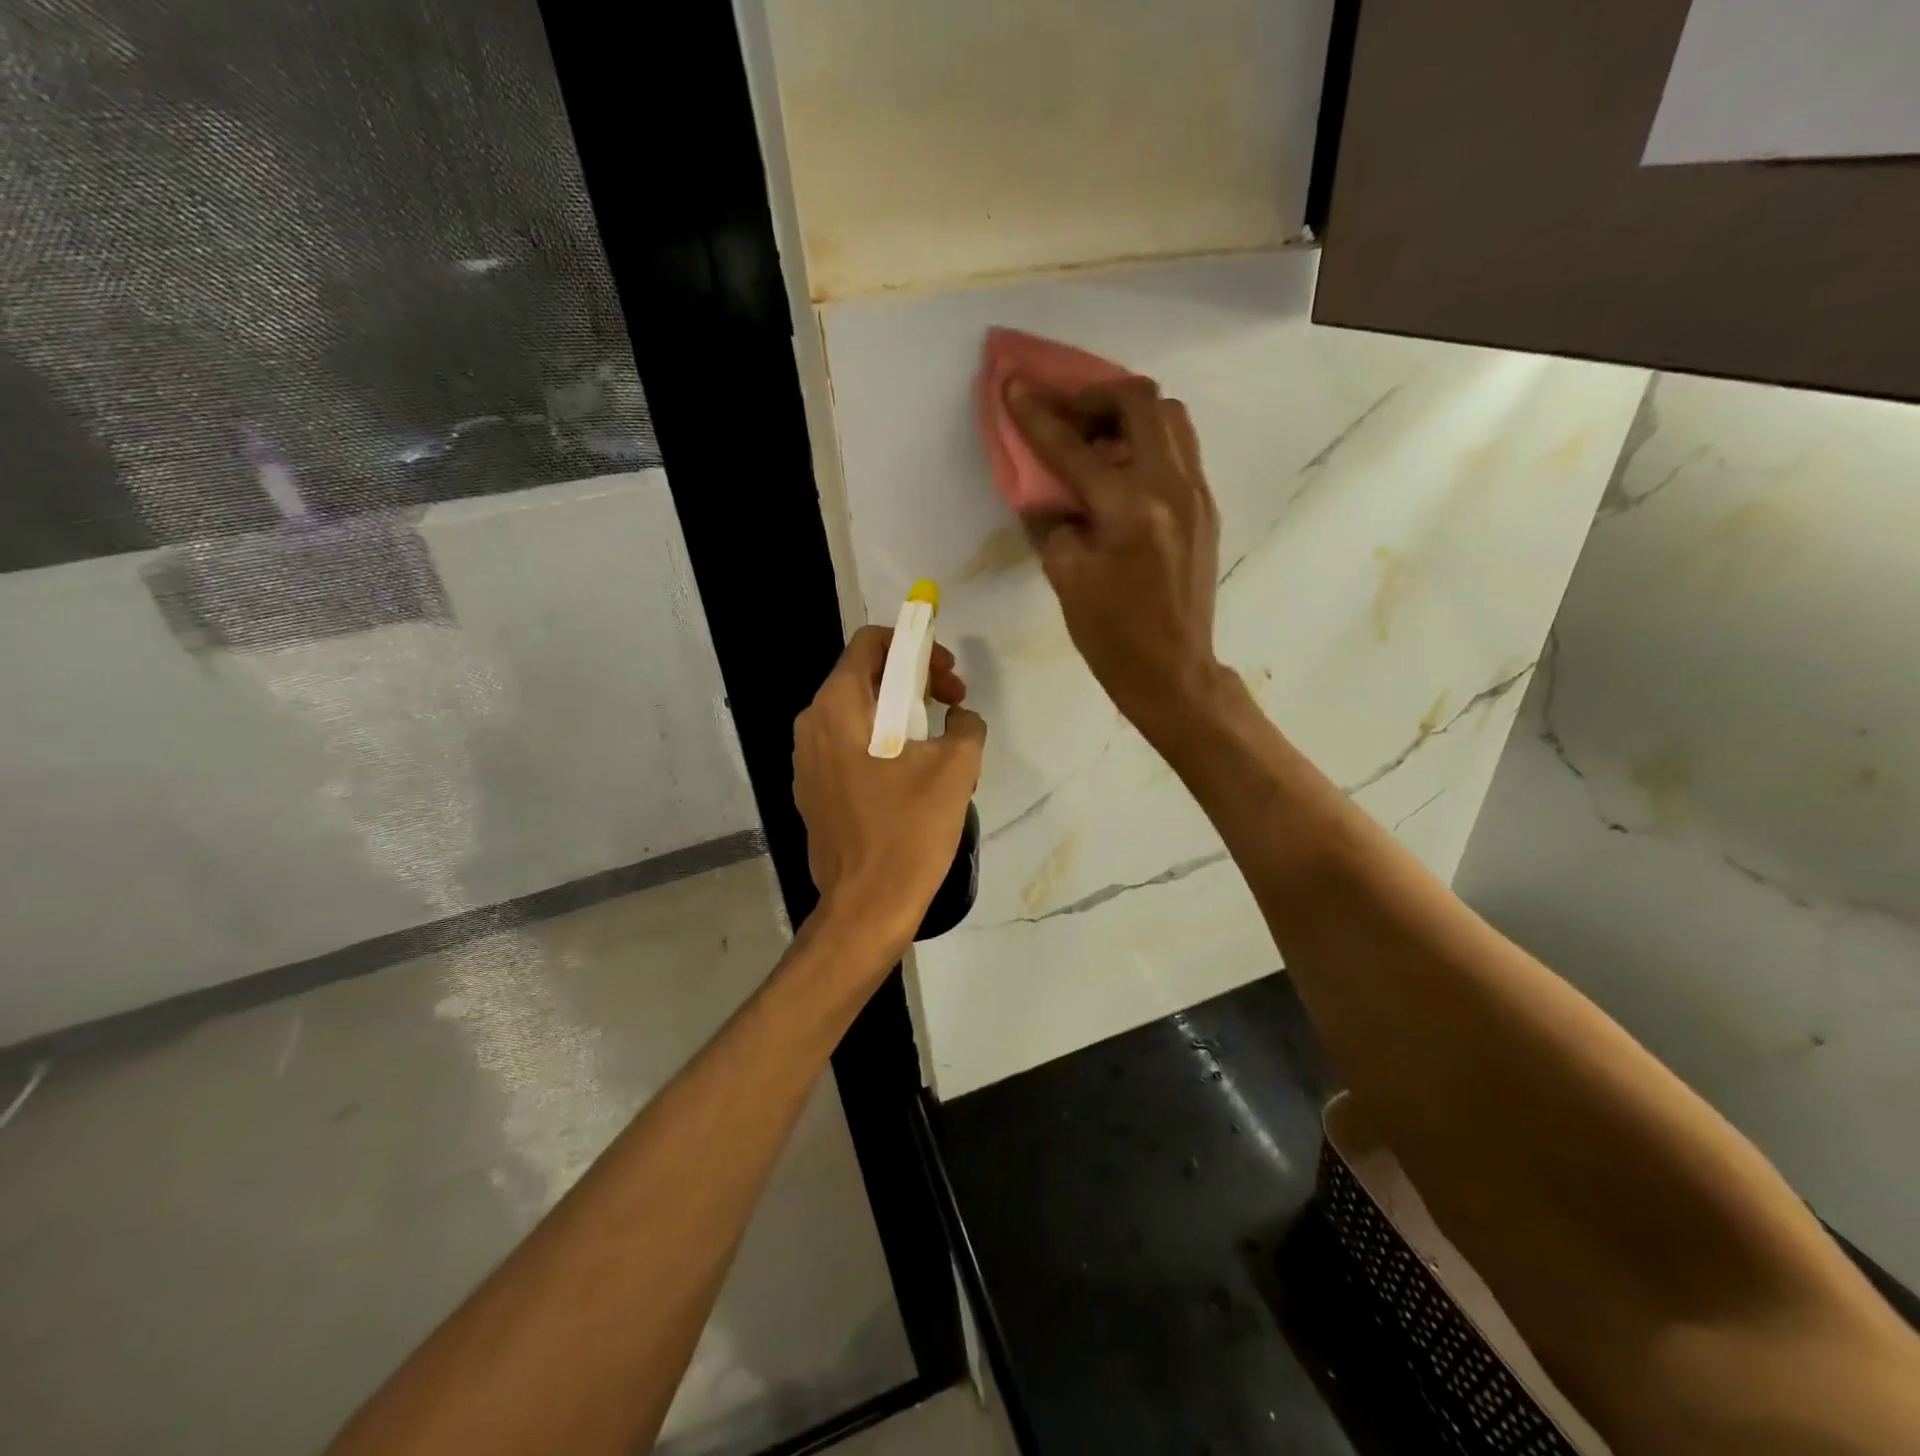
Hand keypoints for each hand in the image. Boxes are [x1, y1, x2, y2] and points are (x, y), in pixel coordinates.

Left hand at [793, 627, 986, 959]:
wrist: (866, 907)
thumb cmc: (908, 831)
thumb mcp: (956, 768)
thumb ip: (965, 725)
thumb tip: (960, 718)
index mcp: (838, 706)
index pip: (871, 643)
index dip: (914, 645)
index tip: (945, 675)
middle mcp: (812, 724)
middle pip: (865, 676)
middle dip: (913, 681)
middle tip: (951, 705)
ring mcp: (806, 761)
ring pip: (858, 714)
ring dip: (900, 714)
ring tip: (938, 744)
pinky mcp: (813, 791)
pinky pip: (849, 747)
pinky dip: (881, 744)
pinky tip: (912, 777)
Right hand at [1006, 376, 1222, 731]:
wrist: (1173, 671)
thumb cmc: (1113, 636)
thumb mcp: (1066, 579)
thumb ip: (1052, 523)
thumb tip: (1046, 493)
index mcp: (1129, 508)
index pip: (1074, 446)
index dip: (1037, 414)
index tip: (1014, 385)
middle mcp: (1171, 486)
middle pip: (1140, 402)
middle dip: (1095, 397)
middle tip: (1066, 417)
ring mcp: (1196, 494)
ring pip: (1170, 419)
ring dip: (1128, 415)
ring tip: (1097, 441)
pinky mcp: (1206, 507)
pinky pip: (1180, 449)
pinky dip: (1148, 442)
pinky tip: (1123, 473)